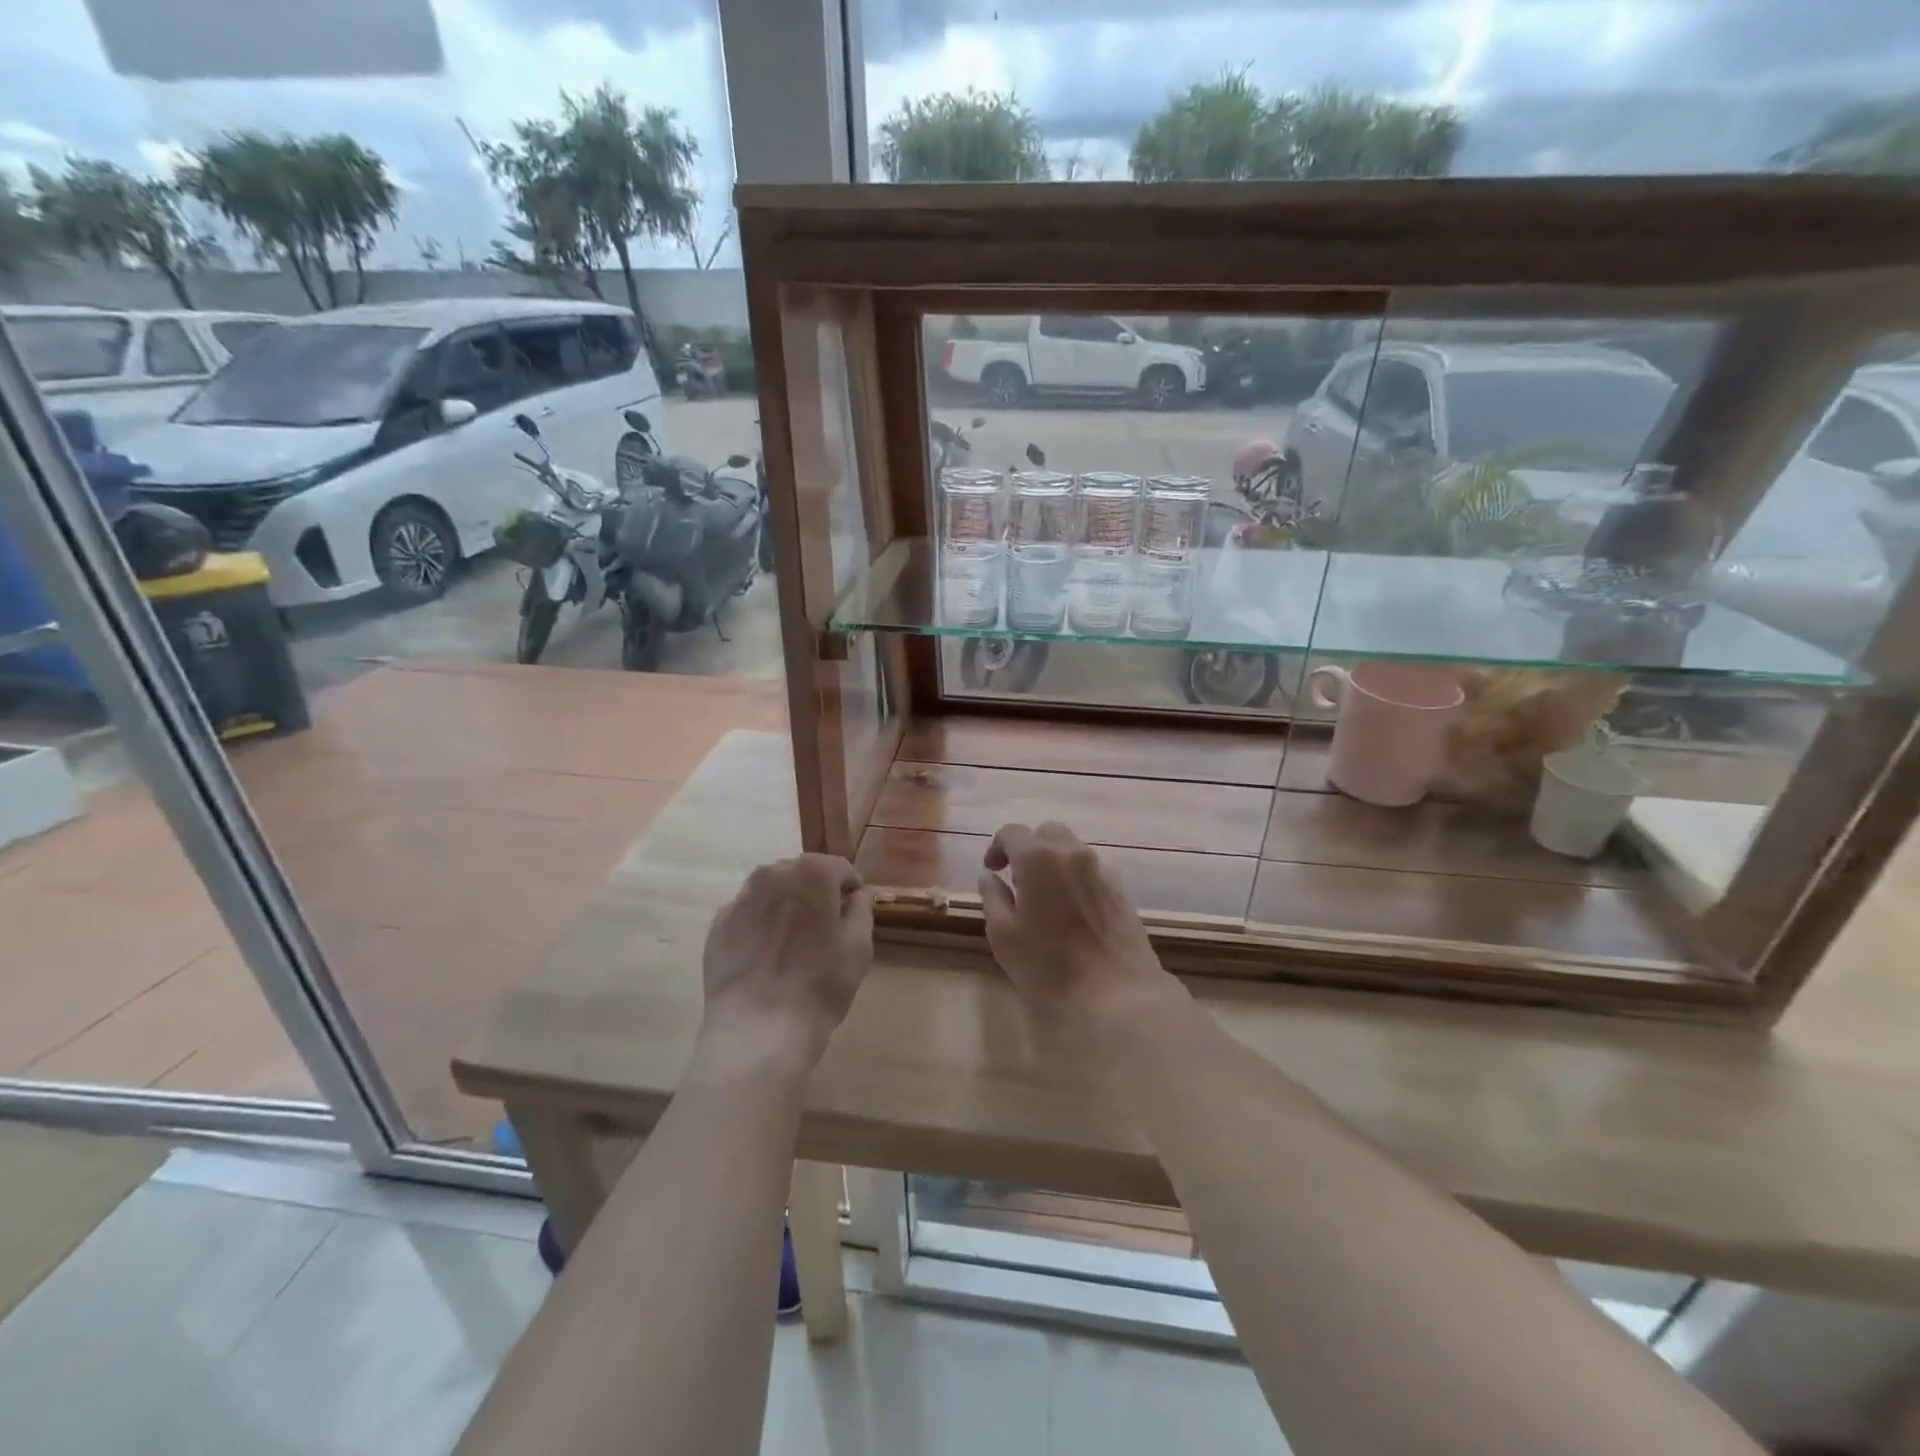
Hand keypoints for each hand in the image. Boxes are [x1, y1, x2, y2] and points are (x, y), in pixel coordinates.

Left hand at [699, 854, 873, 1075]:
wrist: (759, 1027)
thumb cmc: (820, 982)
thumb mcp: (859, 945)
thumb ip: (862, 909)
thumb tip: (857, 894)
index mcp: (811, 872)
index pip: (839, 868)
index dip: (851, 889)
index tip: (854, 913)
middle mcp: (772, 874)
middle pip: (802, 874)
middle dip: (816, 893)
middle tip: (826, 928)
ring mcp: (740, 899)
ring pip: (772, 892)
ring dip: (786, 905)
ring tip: (794, 941)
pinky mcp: (718, 926)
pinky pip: (748, 915)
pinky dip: (760, 925)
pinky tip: (766, 957)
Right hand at [977, 822, 1184, 1032]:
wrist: (1119, 995)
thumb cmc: (1050, 968)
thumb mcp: (1004, 937)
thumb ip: (993, 897)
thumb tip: (989, 875)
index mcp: (1038, 859)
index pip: (1012, 832)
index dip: (997, 847)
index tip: (992, 871)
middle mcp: (1072, 854)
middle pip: (1047, 832)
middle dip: (1029, 848)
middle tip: (1018, 881)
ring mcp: (1102, 870)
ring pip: (1072, 850)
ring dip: (1054, 863)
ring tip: (1047, 899)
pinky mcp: (1122, 891)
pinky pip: (1092, 871)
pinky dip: (1077, 879)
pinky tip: (1073, 913)